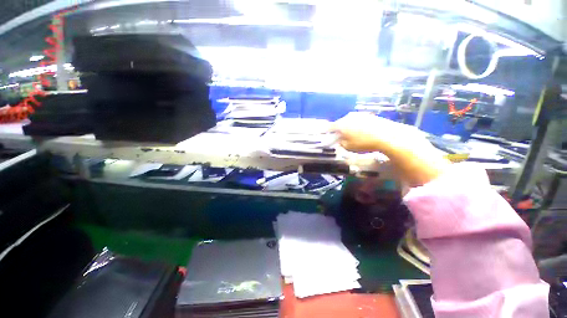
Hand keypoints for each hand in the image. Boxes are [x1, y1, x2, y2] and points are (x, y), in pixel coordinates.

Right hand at [332, 113, 450, 186]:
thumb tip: (338, 140)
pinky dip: (357, 126)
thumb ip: (340, 143)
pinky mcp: (370, 116)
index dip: (327, 131)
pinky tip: (361, 132)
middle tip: (338, 136)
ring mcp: (361, 115)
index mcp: (342, 124)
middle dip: (338, 129)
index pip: (331, 127)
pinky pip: (359, 121)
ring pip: (350, 121)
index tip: (326, 135)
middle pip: (340, 122)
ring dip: (348, 127)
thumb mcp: (348, 147)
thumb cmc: (364, 143)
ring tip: (350, 134)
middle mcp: (350, 117)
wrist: (388, 136)